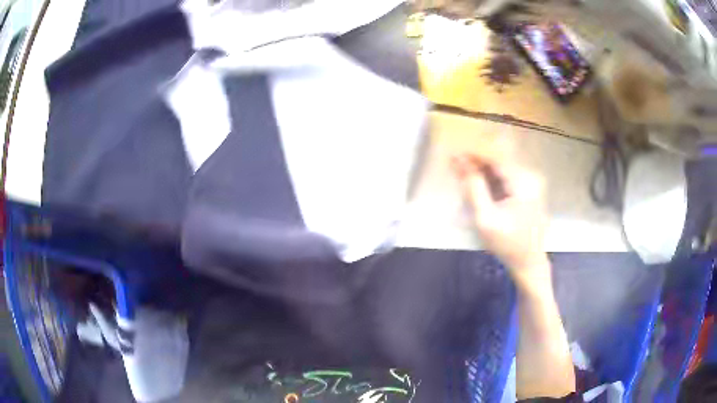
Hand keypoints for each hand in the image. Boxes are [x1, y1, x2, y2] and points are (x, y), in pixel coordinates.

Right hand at [452, 154, 549, 288]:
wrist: (529, 262)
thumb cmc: (507, 244)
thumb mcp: (485, 219)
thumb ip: (474, 188)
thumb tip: (460, 162)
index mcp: (523, 183)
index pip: (496, 158)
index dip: (474, 154)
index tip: (454, 154)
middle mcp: (530, 178)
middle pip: (500, 162)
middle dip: (477, 162)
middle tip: (455, 164)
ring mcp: (532, 184)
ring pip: (503, 169)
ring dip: (483, 170)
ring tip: (463, 173)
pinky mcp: (529, 191)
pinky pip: (508, 178)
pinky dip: (492, 179)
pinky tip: (479, 183)